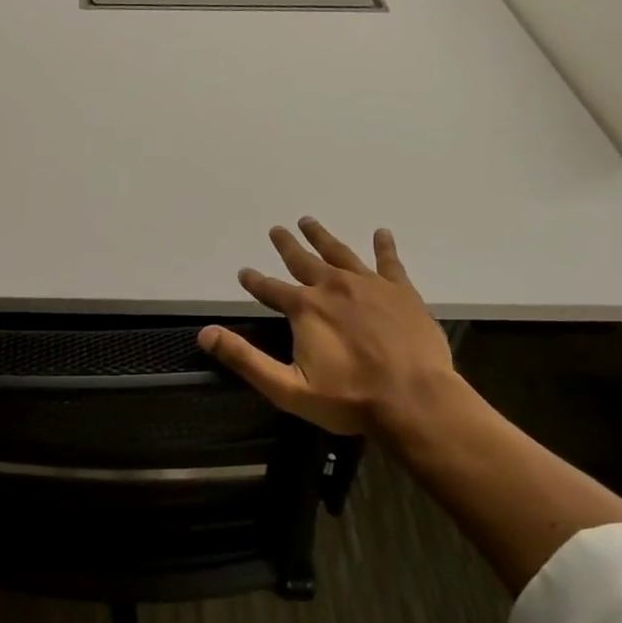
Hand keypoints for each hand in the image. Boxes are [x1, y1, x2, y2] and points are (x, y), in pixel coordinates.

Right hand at [198, 217, 457, 436]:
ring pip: (340, 253)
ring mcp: (370, 286)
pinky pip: (389, 262)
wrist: (414, 400)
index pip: (270, 289)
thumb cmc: (349, 398)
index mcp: (305, 308)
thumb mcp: (286, 387)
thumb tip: (206, 334)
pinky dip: (383, 247)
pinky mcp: (401, 292)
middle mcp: (333, 287)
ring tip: (309, 222)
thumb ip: (245, 359)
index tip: (244, 272)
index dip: (254, 281)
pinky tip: (381, 234)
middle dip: (287, 245)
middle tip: (277, 229)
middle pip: (303, 260)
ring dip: (322, 237)